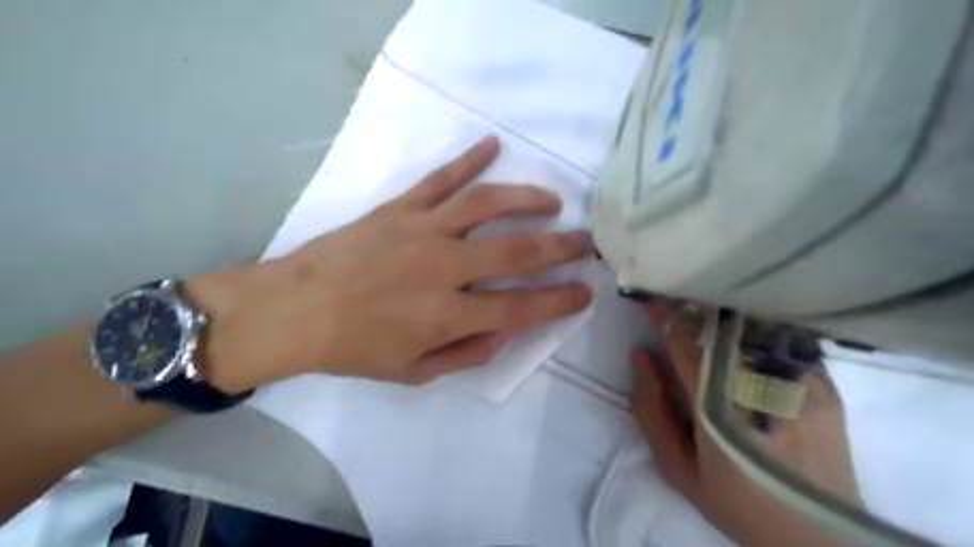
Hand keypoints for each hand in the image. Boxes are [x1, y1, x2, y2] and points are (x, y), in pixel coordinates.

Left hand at [185, 137, 588, 391]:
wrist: (293, 310)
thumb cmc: (353, 347)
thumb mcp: (413, 372)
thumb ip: (467, 354)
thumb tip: (508, 332)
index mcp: (446, 315)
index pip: (521, 307)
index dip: (559, 301)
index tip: (585, 292)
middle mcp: (442, 268)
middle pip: (516, 251)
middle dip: (560, 247)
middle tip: (586, 241)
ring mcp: (421, 230)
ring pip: (486, 204)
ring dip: (527, 198)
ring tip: (553, 201)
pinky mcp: (398, 208)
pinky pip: (440, 179)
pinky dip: (468, 160)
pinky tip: (492, 145)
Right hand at [631, 303, 853, 545]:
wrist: (821, 538)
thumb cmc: (739, 503)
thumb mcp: (678, 468)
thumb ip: (652, 409)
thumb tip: (641, 356)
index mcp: (717, 402)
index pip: (684, 340)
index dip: (662, 313)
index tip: (647, 294)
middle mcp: (758, 380)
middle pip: (719, 323)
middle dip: (692, 301)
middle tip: (673, 289)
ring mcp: (797, 378)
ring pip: (751, 323)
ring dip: (723, 308)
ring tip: (705, 301)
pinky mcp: (824, 383)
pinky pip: (782, 339)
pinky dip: (756, 324)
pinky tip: (745, 324)